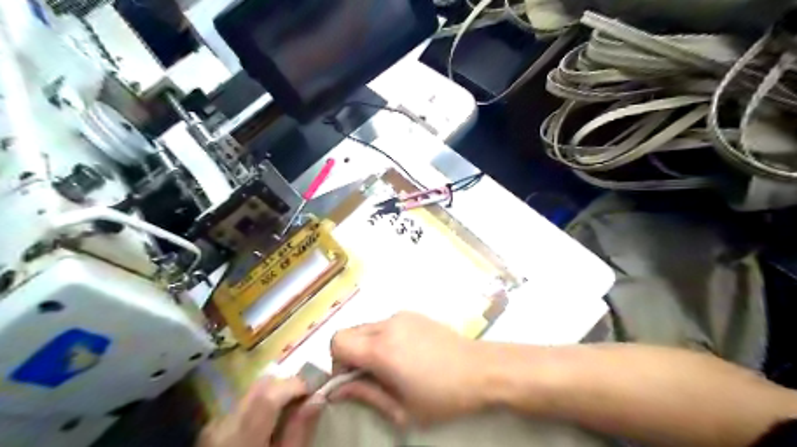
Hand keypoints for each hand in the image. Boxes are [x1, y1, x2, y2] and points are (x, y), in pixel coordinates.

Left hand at [196, 378, 322, 446]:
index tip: (317, 386)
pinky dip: (261, 402)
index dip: (296, 384)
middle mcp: (222, 425)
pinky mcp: (211, 431)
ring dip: (275, 392)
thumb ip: (300, 430)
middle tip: (308, 392)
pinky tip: (273, 417)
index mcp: (241, 438)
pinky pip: (242, 405)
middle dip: (287, 383)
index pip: (269, 394)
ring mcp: (214, 427)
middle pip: (259, 387)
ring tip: (293, 404)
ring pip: (251, 392)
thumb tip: (318, 397)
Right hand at [329, 310, 493, 425]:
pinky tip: (406, 354)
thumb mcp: (402, 408)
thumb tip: (335, 391)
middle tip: (371, 376)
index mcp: (381, 349)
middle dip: (350, 355)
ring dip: (368, 346)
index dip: (336, 363)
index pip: (337, 342)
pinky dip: (383, 337)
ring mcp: (402, 316)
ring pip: (367, 327)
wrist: (481, 369)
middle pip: (349, 332)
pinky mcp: (414, 314)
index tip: (352, 379)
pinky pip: (386, 323)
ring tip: (392, 366)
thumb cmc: (443, 397)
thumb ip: (365, 395)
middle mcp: (387, 325)